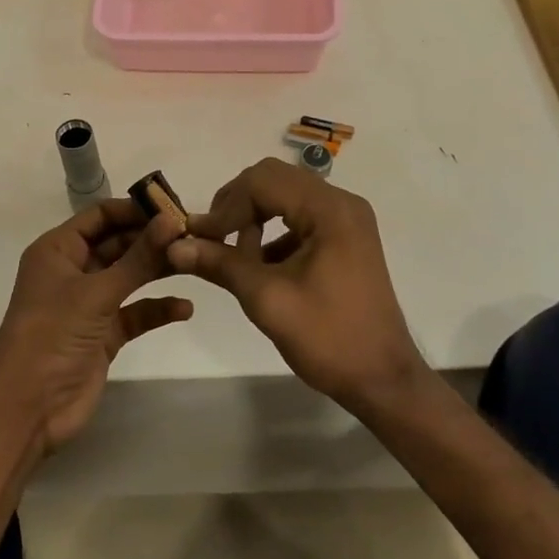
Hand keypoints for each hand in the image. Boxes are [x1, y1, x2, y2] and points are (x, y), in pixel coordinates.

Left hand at [0, 198, 192, 455]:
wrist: (27, 410)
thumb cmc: (52, 335)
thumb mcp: (97, 292)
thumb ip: (138, 257)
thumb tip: (171, 219)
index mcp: (58, 250)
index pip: (101, 215)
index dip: (135, 209)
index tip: (175, 207)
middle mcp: (73, 271)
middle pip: (118, 243)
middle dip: (152, 239)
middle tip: (193, 234)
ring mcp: (88, 304)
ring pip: (129, 276)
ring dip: (158, 270)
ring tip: (197, 262)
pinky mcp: (103, 334)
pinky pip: (135, 312)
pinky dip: (156, 308)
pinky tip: (185, 308)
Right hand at [165, 159, 428, 417]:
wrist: (383, 379)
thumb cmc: (328, 338)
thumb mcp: (267, 300)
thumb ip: (221, 264)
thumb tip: (175, 247)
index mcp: (329, 209)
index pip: (263, 181)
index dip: (226, 205)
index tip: (200, 238)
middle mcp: (341, 202)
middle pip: (275, 180)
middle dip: (238, 205)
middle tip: (212, 237)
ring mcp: (346, 219)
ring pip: (286, 195)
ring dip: (254, 217)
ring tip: (235, 256)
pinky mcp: (345, 237)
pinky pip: (300, 216)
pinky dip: (274, 232)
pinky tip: (259, 265)